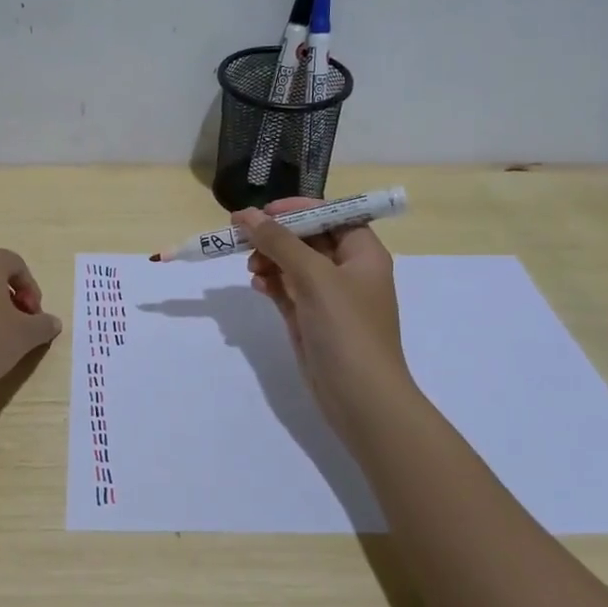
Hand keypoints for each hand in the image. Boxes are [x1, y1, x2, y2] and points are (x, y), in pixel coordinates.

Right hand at [239, 199, 415, 443]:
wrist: (360, 397)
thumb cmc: (346, 328)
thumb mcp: (314, 277)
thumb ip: (279, 242)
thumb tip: (245, 215)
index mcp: (363, 253)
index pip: (332, 214)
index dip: (298, 209)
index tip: (264, 212)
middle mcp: (348, 271)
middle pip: (308, 238)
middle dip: (277, 236)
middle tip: (244, 239)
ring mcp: (328, 297)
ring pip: (293, 264)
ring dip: (270, 260)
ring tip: (251, 268)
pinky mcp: (311, 319)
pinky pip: (287, 290)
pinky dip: (271, 284)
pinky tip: (257, 286)